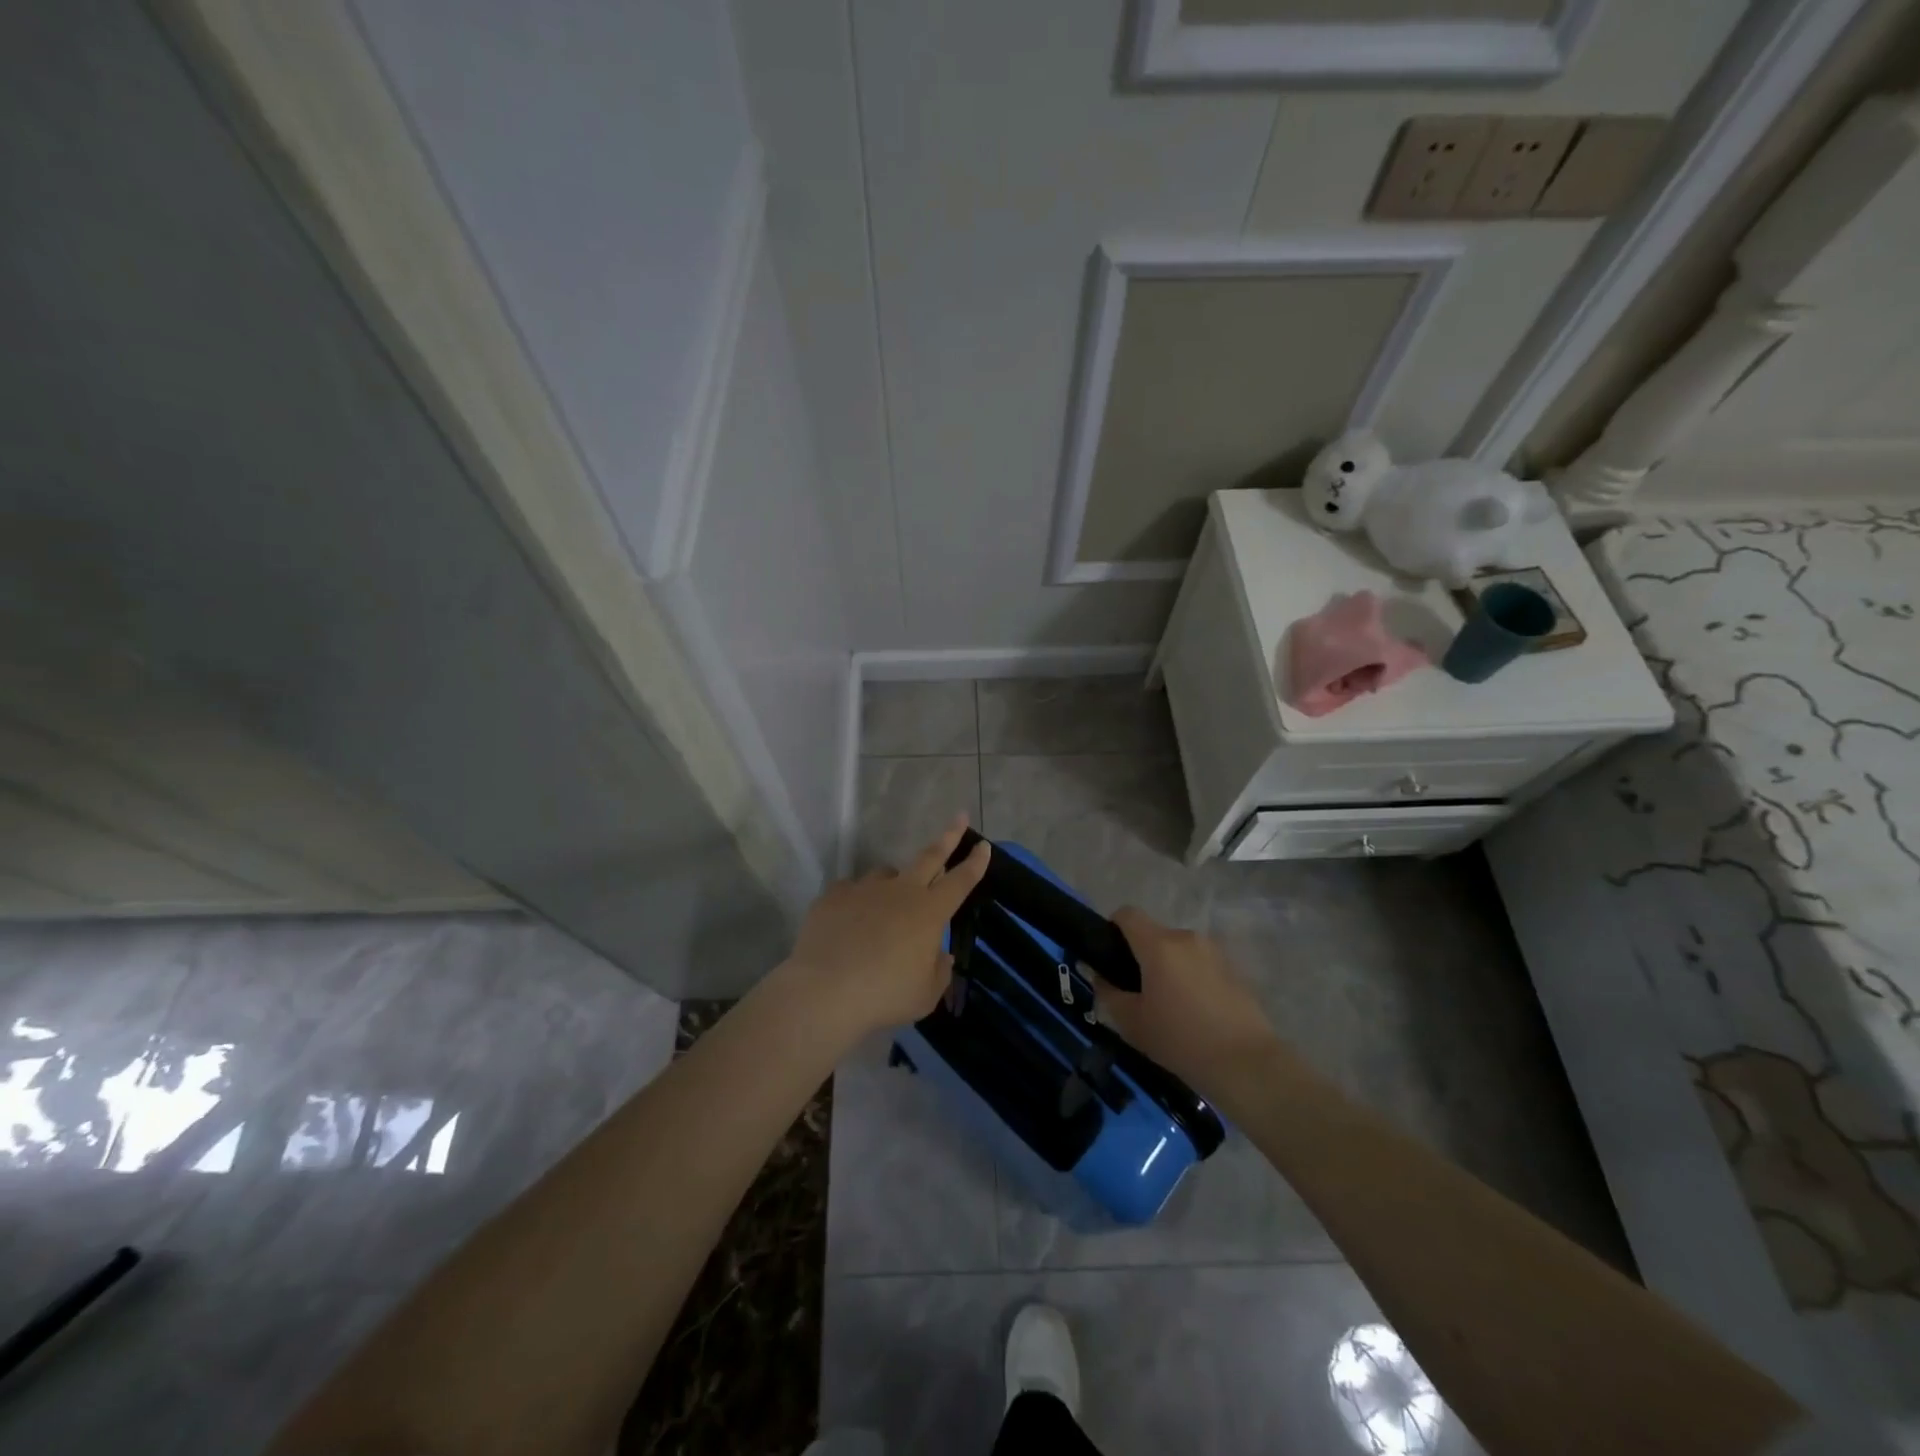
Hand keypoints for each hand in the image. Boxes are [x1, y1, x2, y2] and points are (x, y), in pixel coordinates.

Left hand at [783, 816, 990, 1038]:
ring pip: (886, 874)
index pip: (961, 881)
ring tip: (887, 905)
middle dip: (949, 836)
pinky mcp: (833, 896)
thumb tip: (940, 955)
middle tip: (959, 818)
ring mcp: (865, 889)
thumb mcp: (925, 994)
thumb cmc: (885, 995)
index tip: (983, 846)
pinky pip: (850, 891)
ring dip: (894, 882)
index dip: (975, 863)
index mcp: (929, 912)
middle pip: (930, 856)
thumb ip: (938, 971)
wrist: (825, 991)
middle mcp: (900, 891)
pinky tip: (849, 920)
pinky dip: (856, 901)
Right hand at [1096, 907, 1285, 1107]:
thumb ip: (1108, 993)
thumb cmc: (1180, 1040)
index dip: (1113, 928)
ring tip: (1169, 1007)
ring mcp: (1214, 952)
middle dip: (1142, 957)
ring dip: (1169, 969)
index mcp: (1159, 945)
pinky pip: (1200, 965)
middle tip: (1137, 993)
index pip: (1127, 914)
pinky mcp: (1234, 969)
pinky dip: (1191, 979)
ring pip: (1178, 951)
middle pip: (1154, 935)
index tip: (1110, 958)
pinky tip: (1195, 1014)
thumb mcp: (1131, 1023)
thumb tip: (1098, 976)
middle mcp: (1187, 938)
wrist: (1246, 1064)